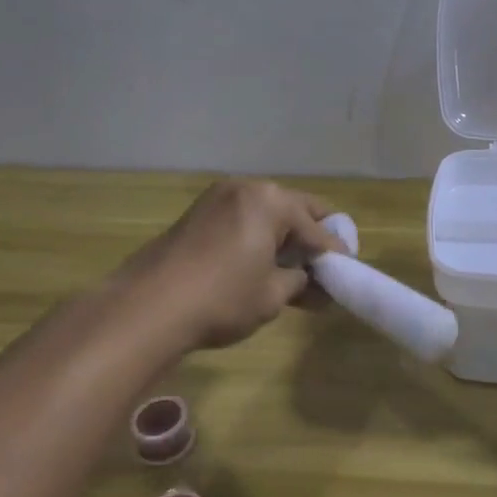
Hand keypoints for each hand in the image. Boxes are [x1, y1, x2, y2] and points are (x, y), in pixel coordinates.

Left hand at [114, 179, 344, 350]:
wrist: (147, 307)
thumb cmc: (222, 298)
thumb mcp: (273, 295)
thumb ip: (300, 282)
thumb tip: (312, 282)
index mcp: (272, 201)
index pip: (317, 228)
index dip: (335, 253)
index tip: (348, 271)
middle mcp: (247, 189)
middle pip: (294, 210)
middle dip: (310, 237)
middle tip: (323, 267)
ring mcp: (218, 198)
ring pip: (266, 213)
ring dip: (283, 237)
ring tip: (292, 269)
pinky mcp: (197, 214)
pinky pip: (242, 219)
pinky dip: (258, 237)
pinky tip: (261, 263)